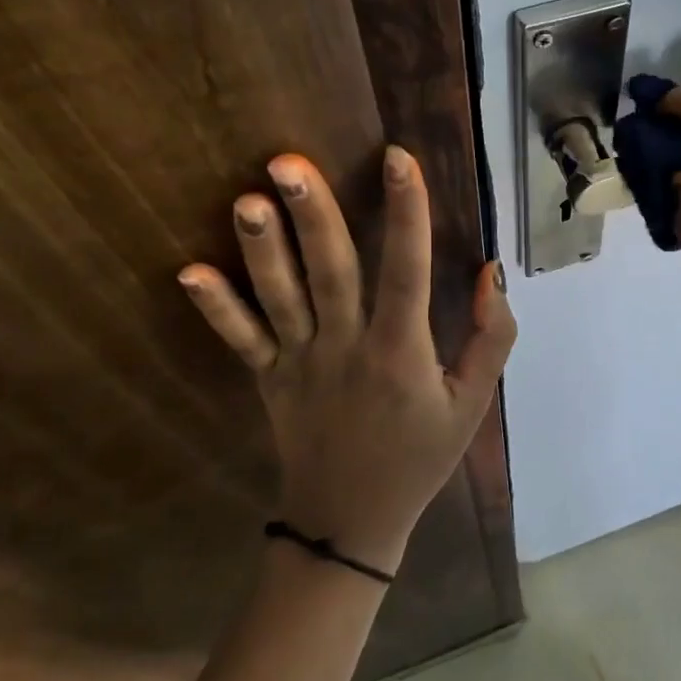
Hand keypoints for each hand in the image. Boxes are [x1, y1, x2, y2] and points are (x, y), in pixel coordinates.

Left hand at [177, 147, 515, 577]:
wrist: (351, 523)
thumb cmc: (420, 456)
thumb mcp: (474, 403)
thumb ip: (491, 336)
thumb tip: (490, 270)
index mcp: (401, 352)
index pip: (407, 270)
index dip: (406, 213)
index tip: (398, 158)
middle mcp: (347, 347)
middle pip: (330, 272)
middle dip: (313, 215)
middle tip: (289, 161)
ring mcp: (300, 363)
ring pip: (280, 298)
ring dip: (263, 249)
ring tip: (248, 199)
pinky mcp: (269, 379)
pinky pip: (241, 340)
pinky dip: (216, 307)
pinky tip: (189, 271)